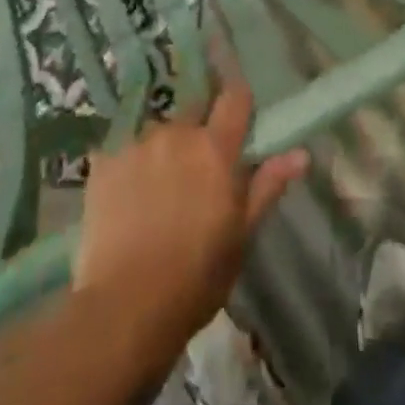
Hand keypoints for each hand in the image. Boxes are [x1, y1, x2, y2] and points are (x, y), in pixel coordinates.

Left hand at [74, 79, 307, 371]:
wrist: (124, 307)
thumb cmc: (195, 278)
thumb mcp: (240, 236)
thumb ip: (267, 186)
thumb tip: (301, 153)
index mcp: (215, 147)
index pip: (234, 97)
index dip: (238, 102)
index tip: (239, 119)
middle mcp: (176, 131)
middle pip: (194, 109)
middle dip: (200, 127)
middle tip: (199, 167)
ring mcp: (137, 142)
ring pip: (159, 131)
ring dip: (165, 148)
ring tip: (159, 189)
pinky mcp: (104, 159)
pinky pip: (126, 148)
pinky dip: (131, 164)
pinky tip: (128, 198)